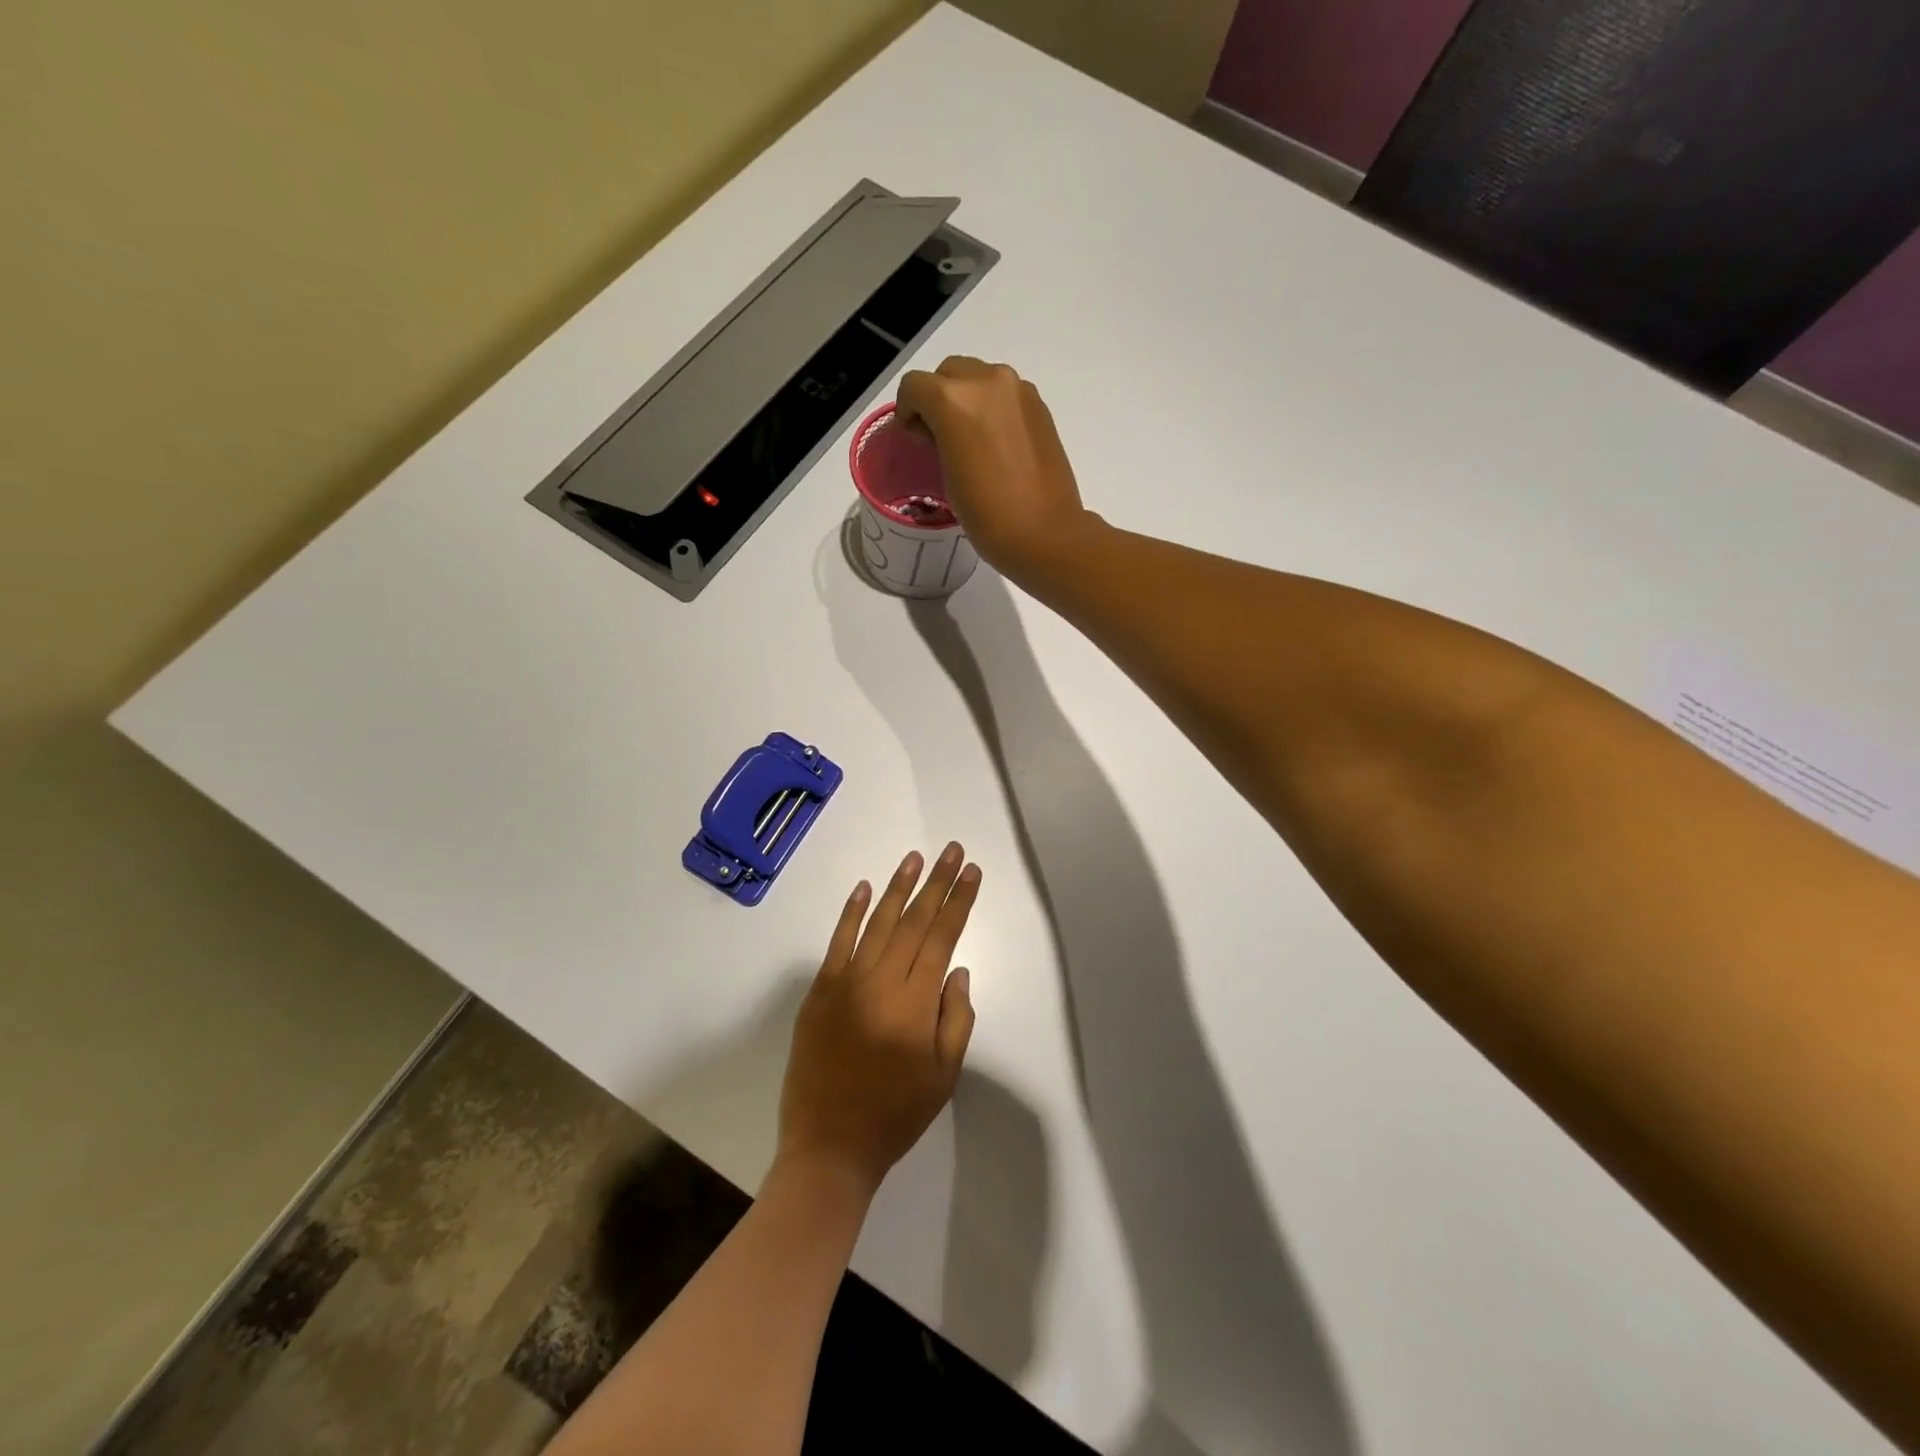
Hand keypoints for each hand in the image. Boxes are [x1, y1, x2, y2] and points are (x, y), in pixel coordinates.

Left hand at [776, 844, 980, 1195]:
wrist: (829, 1145)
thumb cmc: (895, 1114)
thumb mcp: (944, 1075)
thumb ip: (956, 1017)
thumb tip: (957, 970)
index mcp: (915, 1002)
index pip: (942, 937)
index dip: (959, 901)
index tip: (971, 872)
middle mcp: (881, 981)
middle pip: (914, 921)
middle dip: (936, 882)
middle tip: (952, 851)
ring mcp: (846, 982)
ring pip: (878, 923)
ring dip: (898, 887)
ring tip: (916, 858)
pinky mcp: (820, 990)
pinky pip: (838, 942)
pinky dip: (852, 913)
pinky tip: (865, 888)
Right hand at [896, 358, 1098, 582]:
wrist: (1045, 533)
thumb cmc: (987, 515)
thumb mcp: (947, 477)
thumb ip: (939, 439)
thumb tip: (942, 431)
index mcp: (954, 399)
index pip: (914, 386)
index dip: (907, 411)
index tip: (914, 439)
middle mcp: (987, 381)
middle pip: (948, 373)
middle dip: (937, 398)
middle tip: (940, 437)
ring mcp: (1018, 390)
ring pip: (978, 378)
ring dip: (967, 400)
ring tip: (971, 441)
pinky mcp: (1040, 405)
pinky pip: (1005, 394)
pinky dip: (993, 408)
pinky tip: (997, 444)